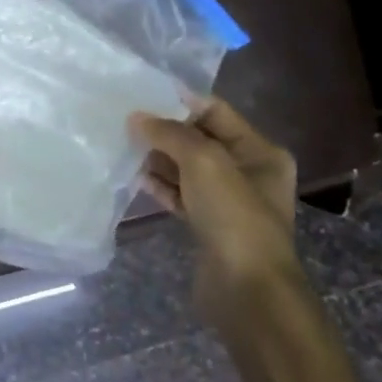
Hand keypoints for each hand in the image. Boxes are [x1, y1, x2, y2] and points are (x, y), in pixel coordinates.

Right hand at [131, 97, 301, 325]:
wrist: (246, 287)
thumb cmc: (233, 215)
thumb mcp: (204, 161)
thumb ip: (170, 133)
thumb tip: (137, 117)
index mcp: (260, 152)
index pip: (215, 112)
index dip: (180, 101)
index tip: (141, 95)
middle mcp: (247, 172)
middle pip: (199, 139)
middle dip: (164, 130)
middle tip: (124, 120)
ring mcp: (227, 200)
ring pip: (186, 168)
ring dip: (157, 157)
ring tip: (122, 144)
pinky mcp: (208, 224)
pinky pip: (180, 194)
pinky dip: (159, 184)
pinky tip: (133, 176)